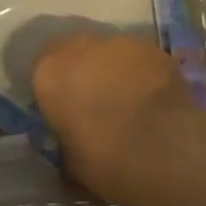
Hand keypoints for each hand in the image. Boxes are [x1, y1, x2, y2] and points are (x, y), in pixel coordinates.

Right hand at [32, 32, 188, 198]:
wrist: (164, 149)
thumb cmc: (106, 160)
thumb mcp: (70, 162)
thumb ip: (64, 141)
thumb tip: (69, 144)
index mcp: (48, 73)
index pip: (41, 73)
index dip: (54, 91)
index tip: (65, 112)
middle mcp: (78, 48)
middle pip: (73, 52)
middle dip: (81, 72)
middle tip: (94, 102)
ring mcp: (117, 43)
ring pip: (107, 52)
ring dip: (111, 70)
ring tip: (128, 100)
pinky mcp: (151, 47)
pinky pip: (138, 58)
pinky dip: (140, 72)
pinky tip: (152, 97)